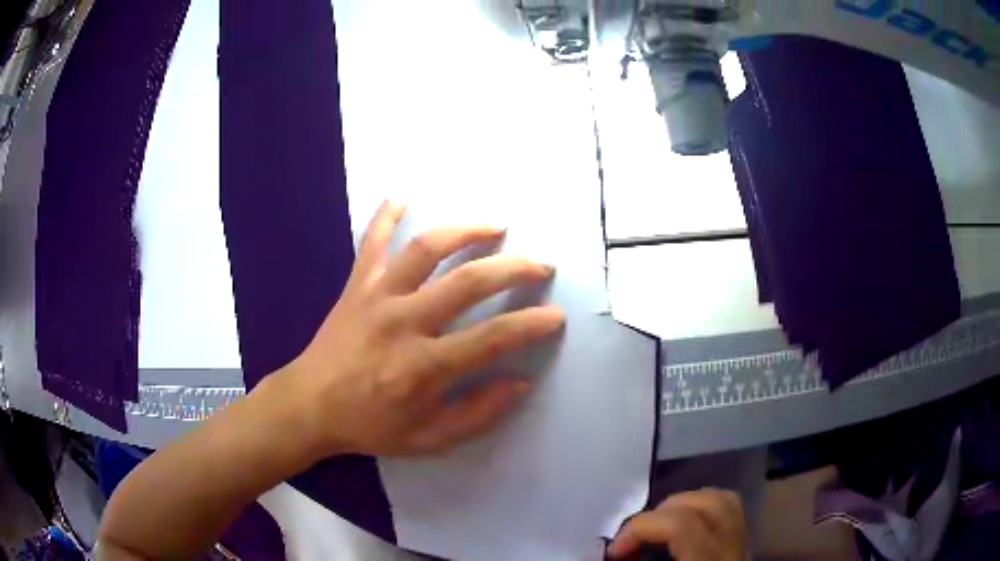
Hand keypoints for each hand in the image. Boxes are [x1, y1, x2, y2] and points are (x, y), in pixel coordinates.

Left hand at [273, 200, 564, 459]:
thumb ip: (478, 414)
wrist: (310, 405)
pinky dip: (385, 215)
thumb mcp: (430, 439)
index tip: (556, 315)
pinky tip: (401, 195)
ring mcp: (377, 296)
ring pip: (425, 249)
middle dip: (513, 268)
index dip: (531, 325)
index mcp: (424, 367)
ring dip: (465, 230)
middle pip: (467, 281)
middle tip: (541, 264)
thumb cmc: (370, 425)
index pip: (492, 338)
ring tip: (496, 224)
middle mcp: (403, 322)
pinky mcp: (356, 285)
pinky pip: (371, 242)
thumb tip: (520, 382)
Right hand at [608, 488, 747, 560]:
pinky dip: (704, 506)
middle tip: (635, 541)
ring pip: (723, 500)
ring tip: (658, 527)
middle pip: (706, 505)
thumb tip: (617, 557)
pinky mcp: (744, 544)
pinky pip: (731, 508)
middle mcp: (732, 551)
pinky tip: (685, 523)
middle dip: (660, 514)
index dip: (641, 528)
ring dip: (684, 504)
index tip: (615, 552)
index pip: (683, 526)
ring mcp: (743, 544)